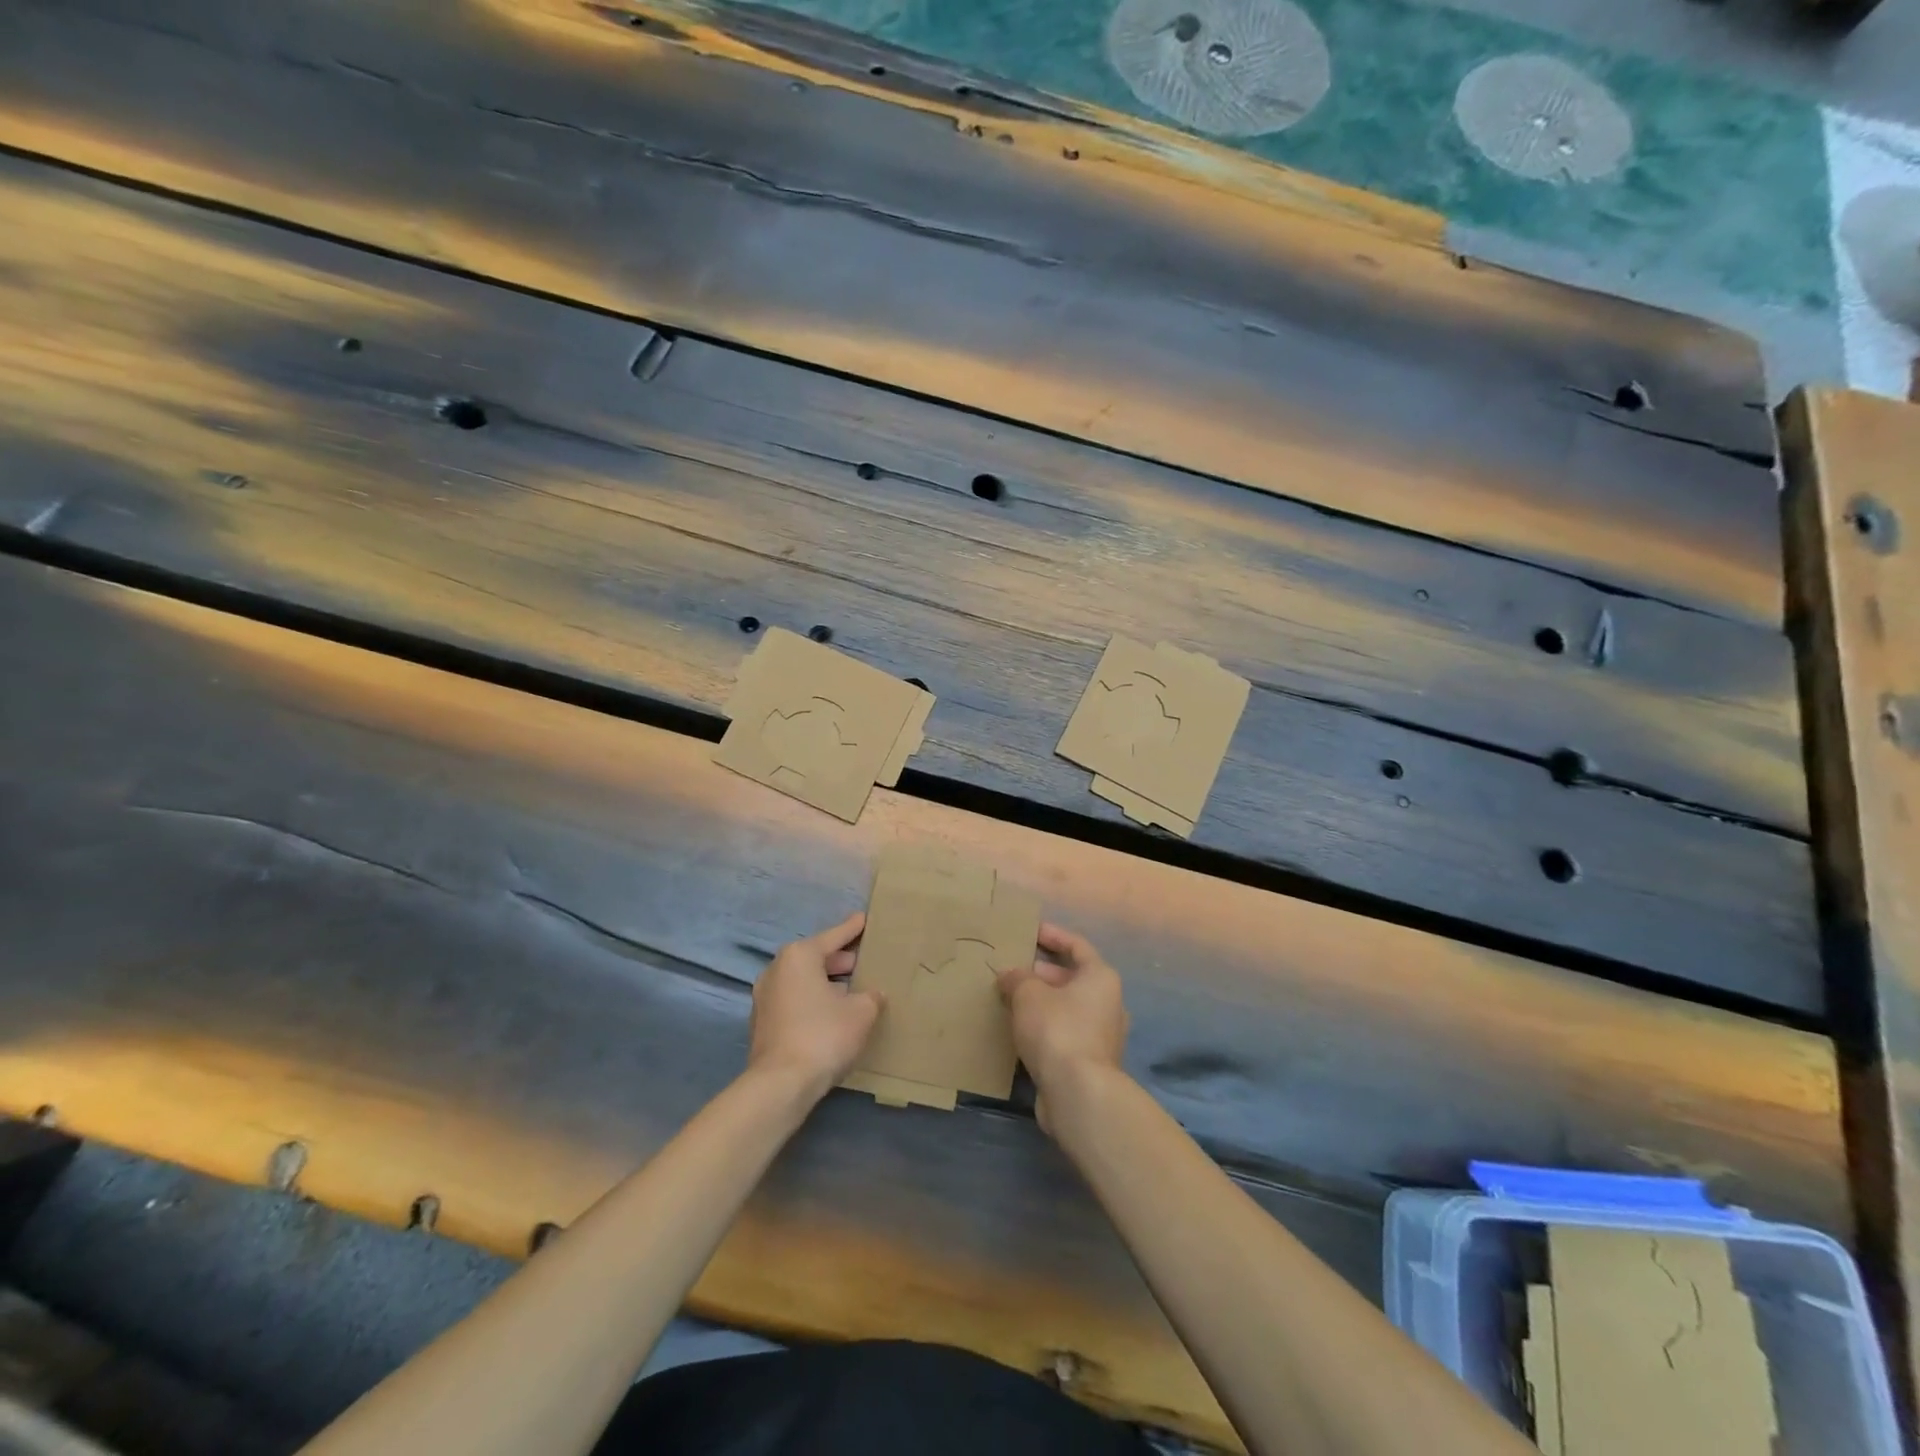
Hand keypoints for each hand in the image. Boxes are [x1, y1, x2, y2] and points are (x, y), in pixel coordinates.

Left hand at [749, 912, 883, 1097]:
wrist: (780, 1084)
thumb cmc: (823, 1035)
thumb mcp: (861, 1012)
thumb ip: (871, 997)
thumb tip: (872, 995)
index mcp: (799, 956)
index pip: (833, 937)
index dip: (852, 929)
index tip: (864, 918)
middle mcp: (777, 970)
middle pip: (815, 958)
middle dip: (839, 959)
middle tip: (862, 961)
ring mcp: (765, 997)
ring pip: (802, 981)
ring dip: (825, 983)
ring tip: (850, 989)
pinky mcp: (762, 1023)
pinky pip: (794, 1001)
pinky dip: (812, 1001)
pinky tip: (831, 1014)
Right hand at [997, 923, 1128, 1133]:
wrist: (1078, 1093)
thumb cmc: (1057, 1029)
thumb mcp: (1028, 994)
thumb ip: (1017, 978)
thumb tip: (1009, 976)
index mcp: (1100, 977)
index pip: (1076, 945)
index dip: (1052, 935)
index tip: (1030, 930)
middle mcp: (1108, 1002)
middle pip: (1072, 977)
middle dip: (1041, 973)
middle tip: (1012, 970)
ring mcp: (1102, 1035)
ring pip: (1067, 1008)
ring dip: (1042, 1002)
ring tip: (1010, 999)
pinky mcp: (1090, 1062)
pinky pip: (1064, 1033)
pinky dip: (1044, 1027)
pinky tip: (1019, 1030)